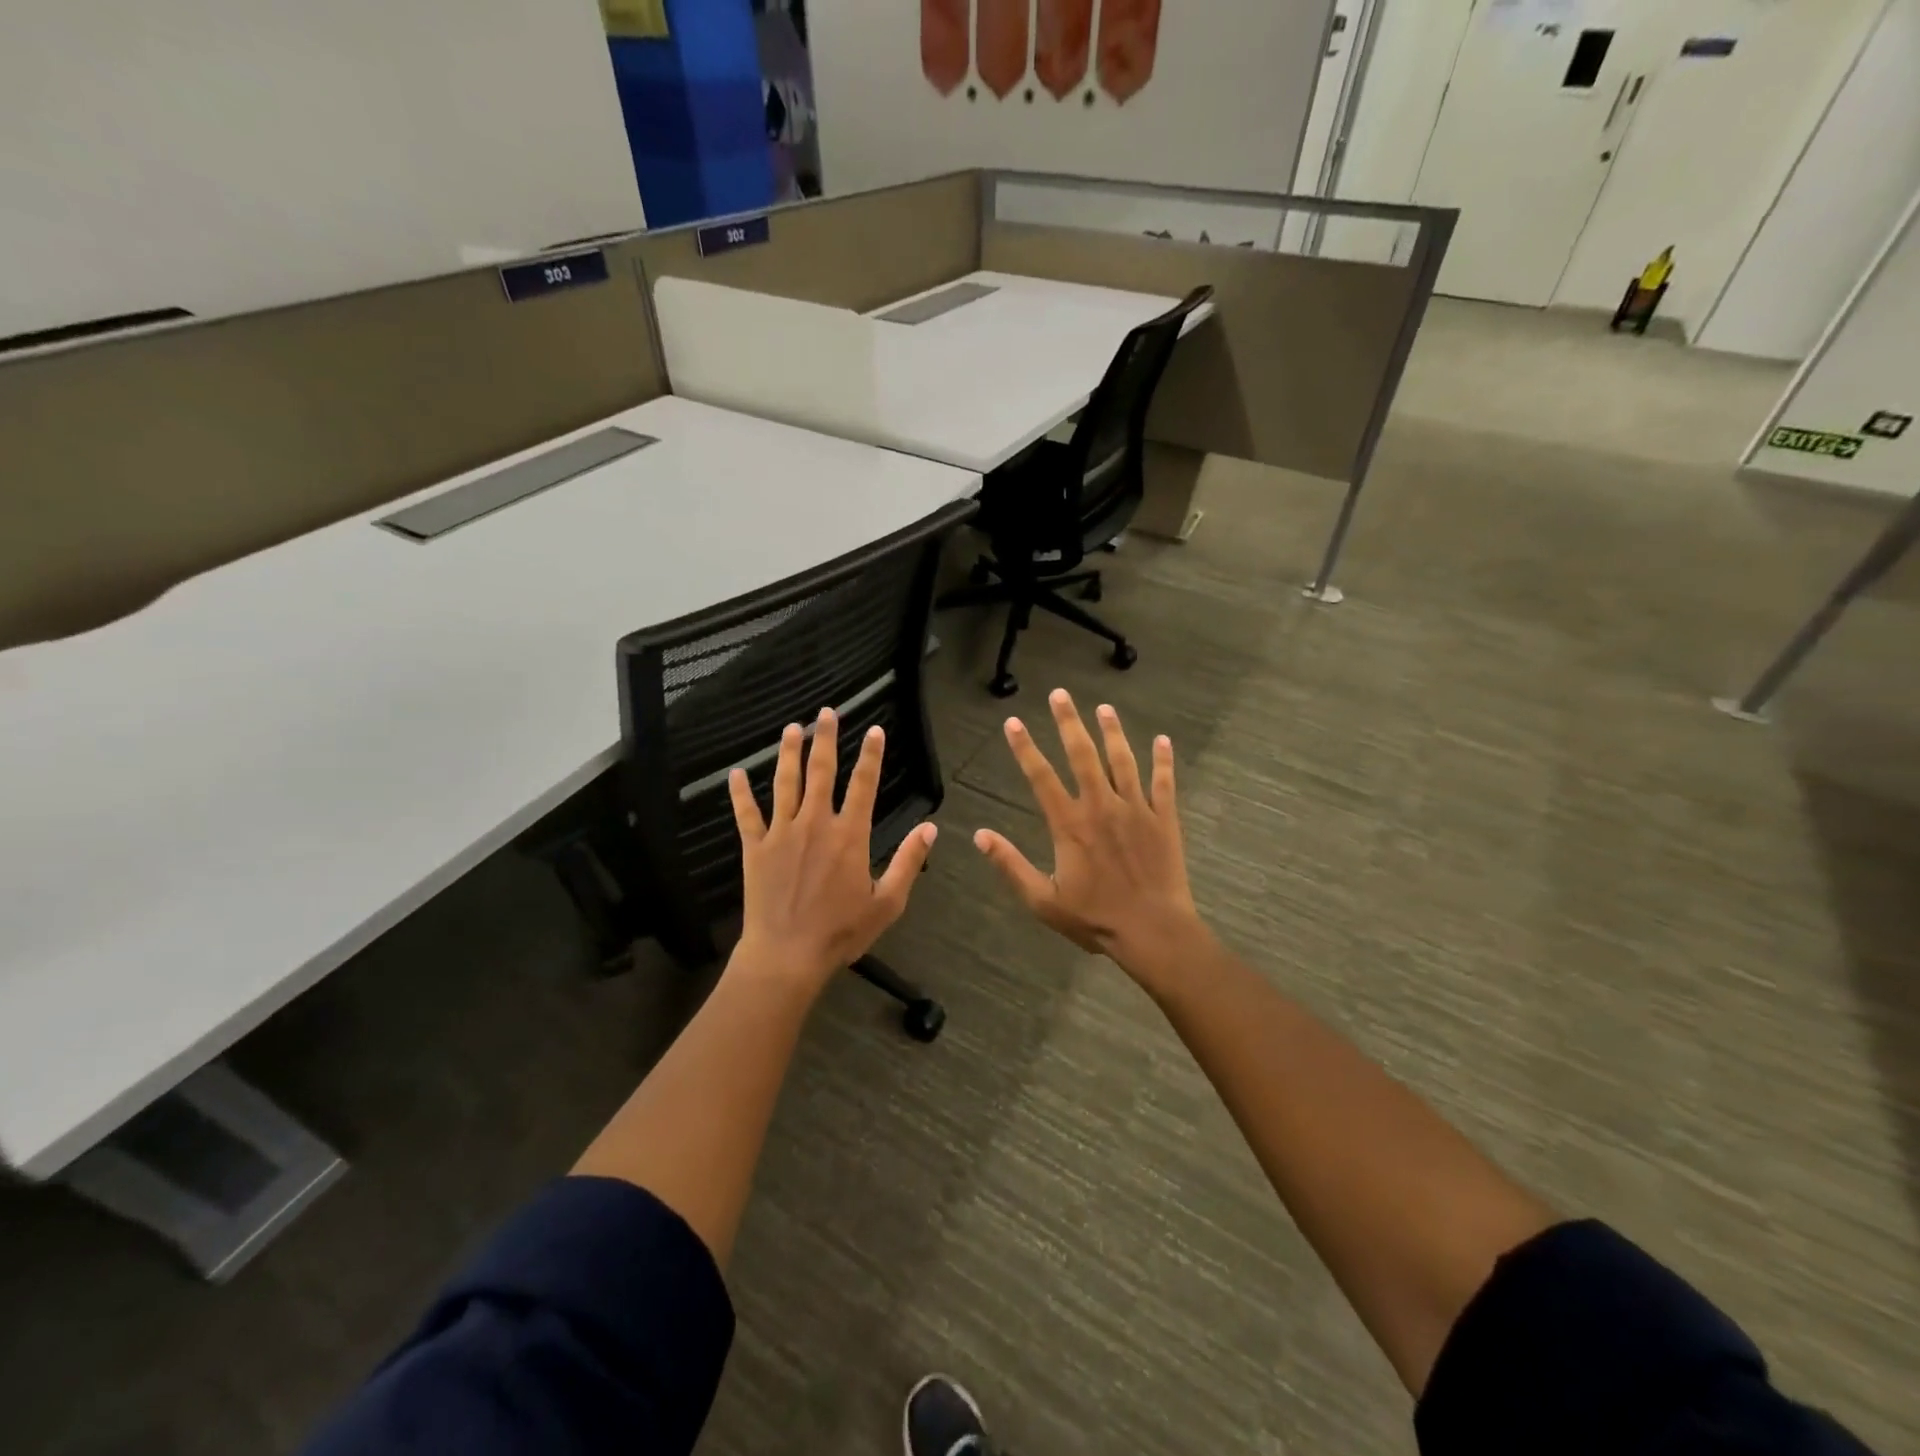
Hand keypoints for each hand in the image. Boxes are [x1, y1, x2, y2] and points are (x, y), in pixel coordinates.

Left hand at [729, 708, 936, 990]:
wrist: (787, 955)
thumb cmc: (841, 932)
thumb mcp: (888, 902)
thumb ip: (909, 861)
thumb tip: (930, 828)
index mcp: (850, 835)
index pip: (864, 784)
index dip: (871, 755)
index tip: (875, 729)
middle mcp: (816, 824)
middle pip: (821, 772)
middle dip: (826, 739)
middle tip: (826, 712)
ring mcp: (782, 833)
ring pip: (785, 783)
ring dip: (789, 753)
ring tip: (792, 728)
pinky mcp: (755, 848)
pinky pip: (746, 815)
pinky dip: (739, 793)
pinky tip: (734, 774)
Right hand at [974, 689, 1207, 990]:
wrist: (1153, 931)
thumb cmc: (1095, 918)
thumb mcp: (1043, 900)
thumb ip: (1010, 865)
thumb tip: (980, 836)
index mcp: (1070, 824)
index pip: (1041, 777)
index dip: (1025, 748)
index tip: (1013, 722)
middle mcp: (1101, 806)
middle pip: (1083, 755)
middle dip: (1068, 722)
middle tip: (1060, 694)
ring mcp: (1136, 809)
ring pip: (1123, 761)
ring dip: (1113, 732)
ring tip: (1104, 708)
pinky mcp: (1164, 819)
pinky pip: (1164, 782)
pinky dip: (1164, 760)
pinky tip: (1163, 740)